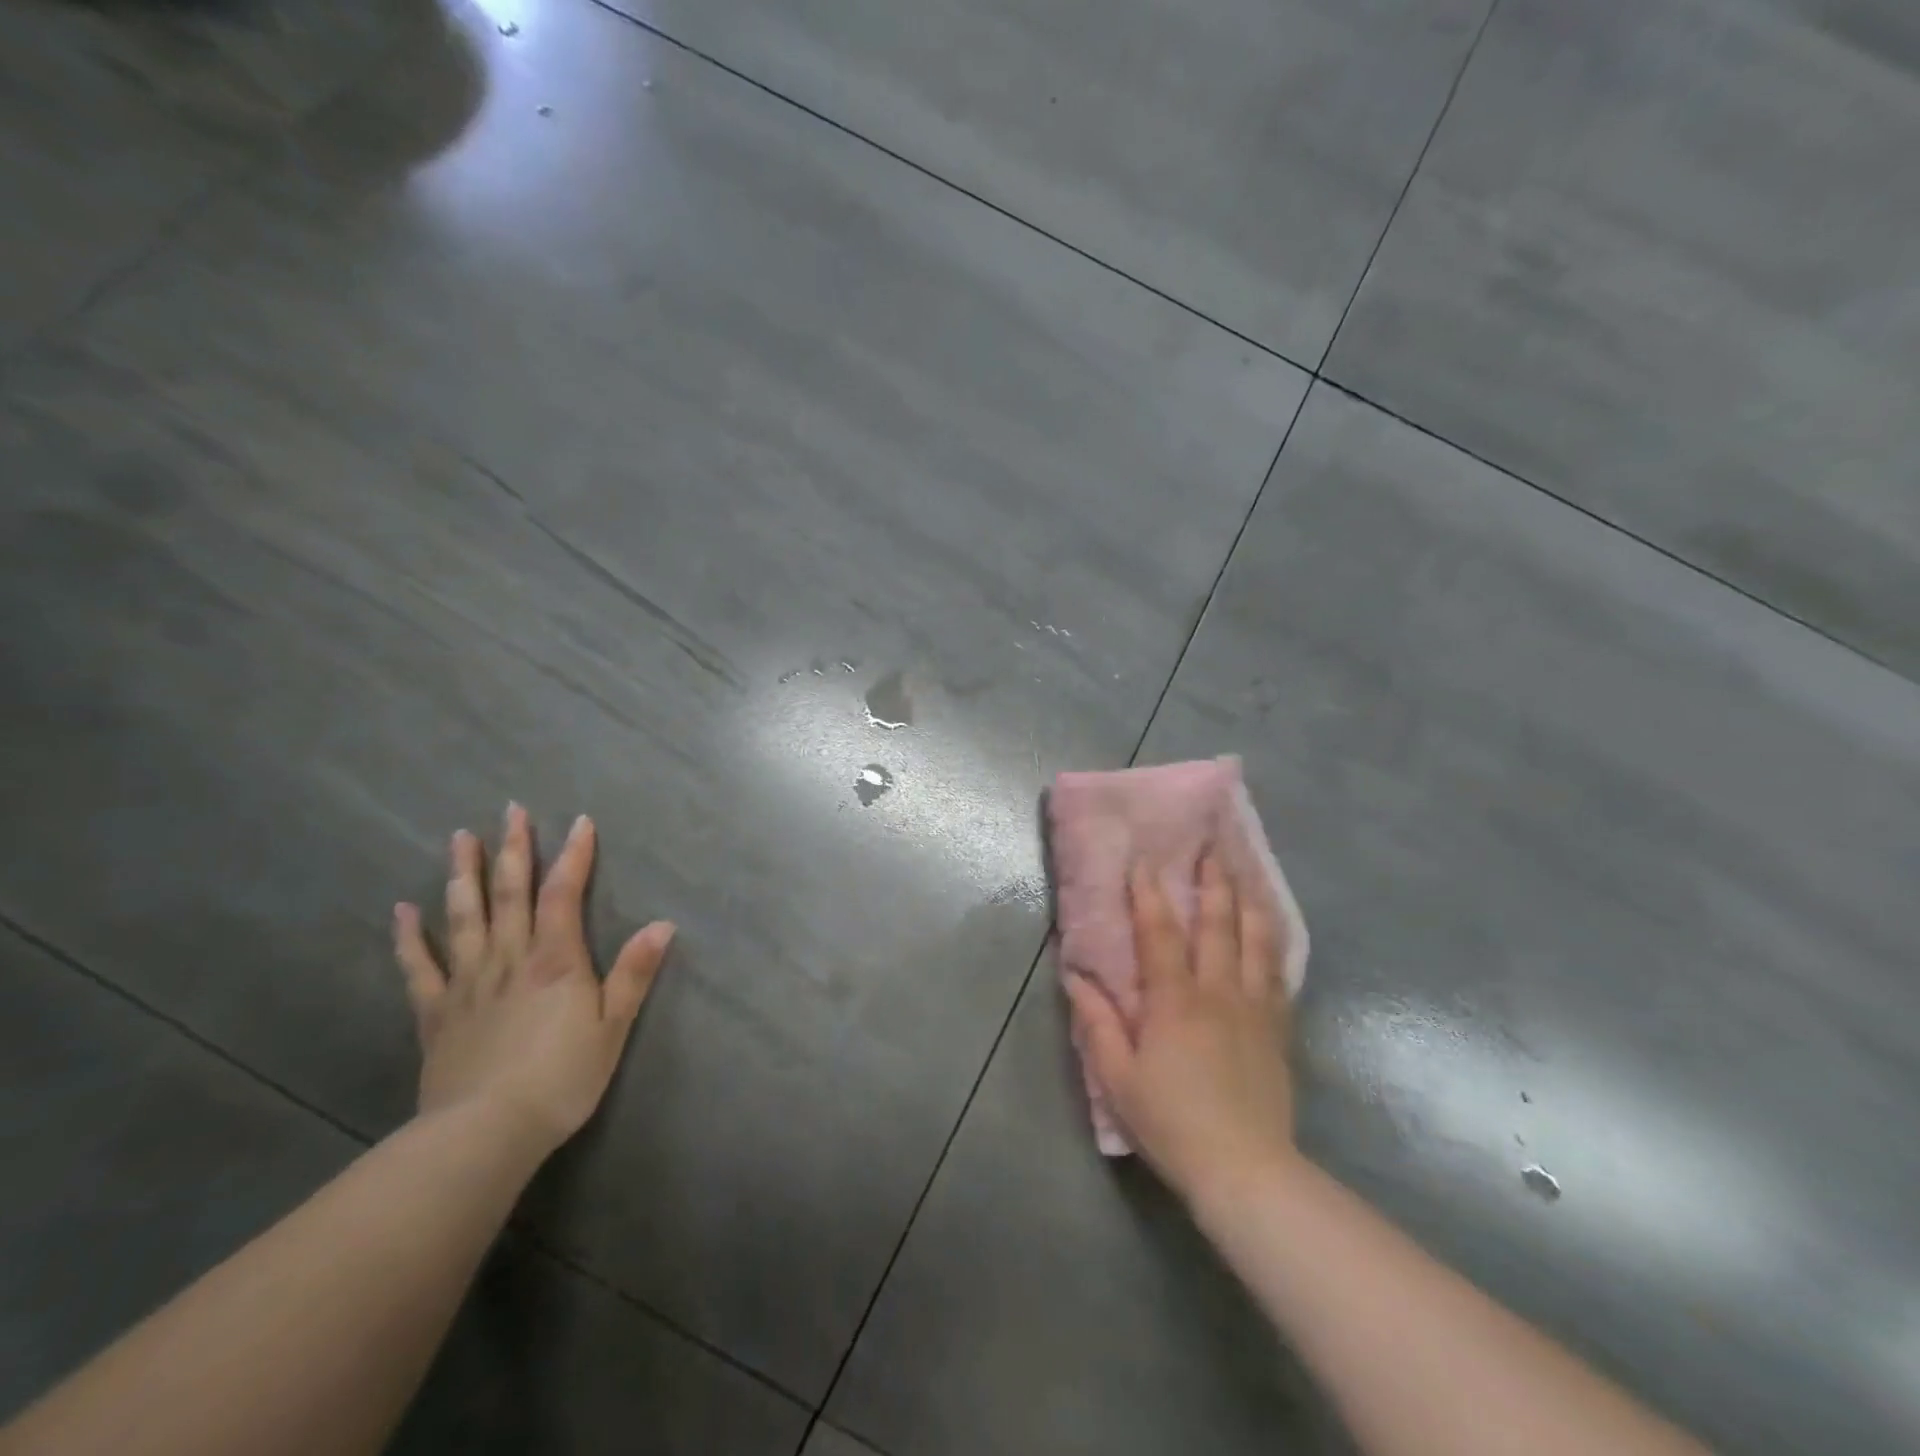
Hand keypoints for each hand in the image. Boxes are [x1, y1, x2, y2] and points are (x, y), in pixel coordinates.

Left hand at [392, 804, 674, 1156]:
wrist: (484, 1134)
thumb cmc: (561, 1078)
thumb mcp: (613, 1026)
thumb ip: (635, 973)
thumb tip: (663, 924)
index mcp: (555, 959)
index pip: (564, 893)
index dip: (574, 855)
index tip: (579, 821)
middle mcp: (509, 958)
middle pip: (510, 893)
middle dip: (514, 849)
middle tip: (510, 811)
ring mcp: (466, 982)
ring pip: (464, 916)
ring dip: (463, 874)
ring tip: (460, 838)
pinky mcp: (435, 1012)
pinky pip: (419, 966)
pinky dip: (410, 936)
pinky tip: (402, 911)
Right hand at [1066, 853, 1297, 1204]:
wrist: (1246, 1170)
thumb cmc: (1172, 1122)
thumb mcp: (1119, 1078)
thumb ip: (1098, 1023)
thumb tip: (1076, 977)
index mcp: (1174, 1000)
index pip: (1160, 933)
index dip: (1149, 893)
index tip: (1145, 859)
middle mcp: (1219, 991)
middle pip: (1219, 924)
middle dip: (1212, 881)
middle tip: (1211, 846)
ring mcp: (1255, 1008)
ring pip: (1257, 941)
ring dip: (1249, 901)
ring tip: (1246, 871)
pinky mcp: (1278, 1028)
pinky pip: (1279, 973)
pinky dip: (1274, 942)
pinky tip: (1273, 928)